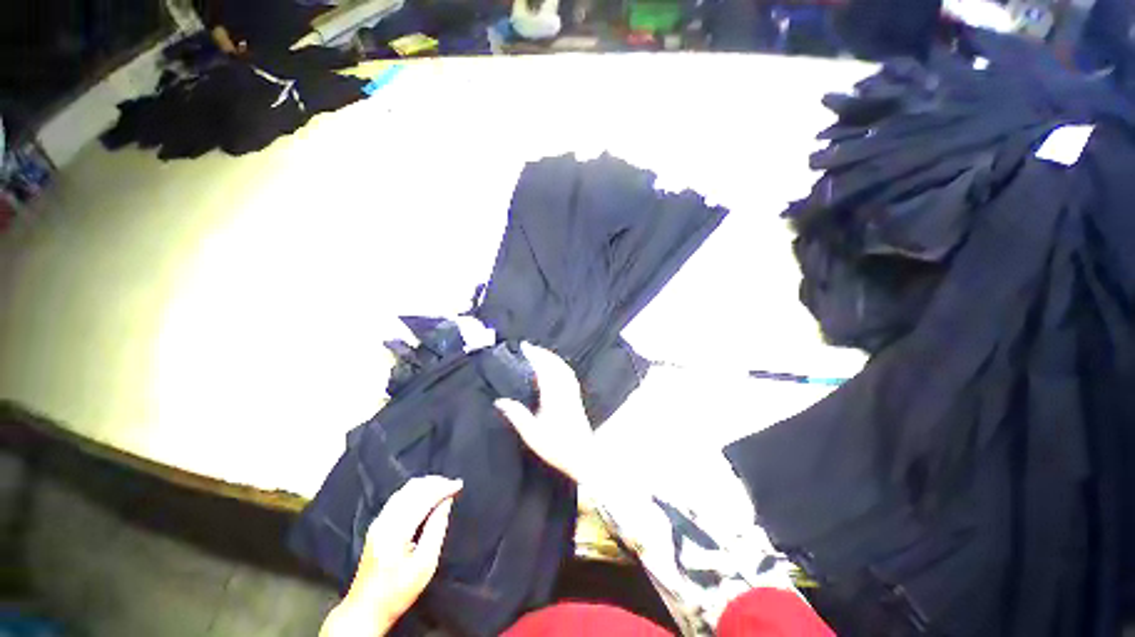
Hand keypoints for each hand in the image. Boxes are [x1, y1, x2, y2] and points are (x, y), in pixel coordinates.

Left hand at [320, 476, 462, 636]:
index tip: (459, 485)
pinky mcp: (376, 525)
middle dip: (435, 483)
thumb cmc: (398, 591)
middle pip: (412, 489)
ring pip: (404, 490)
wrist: (365, 610)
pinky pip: (398, 497)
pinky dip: (416, 490)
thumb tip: (446, 502)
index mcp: (396, 531)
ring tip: (443, 487)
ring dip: (426, 485)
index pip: (423, 497)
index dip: (443, 488)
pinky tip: (426, 495)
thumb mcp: (425, 565)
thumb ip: (437, 529)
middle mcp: (385, 521)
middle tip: (453, 485)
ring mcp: (378, 522)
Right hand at [495, 343, 595, 482]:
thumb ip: (517, 415)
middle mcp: (565, 390)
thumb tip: (500, 400)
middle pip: (555, 364)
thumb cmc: (556, 446)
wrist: (583, 457)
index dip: (534, 355)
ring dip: (552, 358)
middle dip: (543, 353)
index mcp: (553, 395)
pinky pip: (569, 374)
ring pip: (564, 368)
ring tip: (540, 354)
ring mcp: (573, 393)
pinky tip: (556, 369)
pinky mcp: (577, 398)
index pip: (544, 368)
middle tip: (529, 348)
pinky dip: (560, 366)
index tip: (524, 347)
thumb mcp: (532, 434)